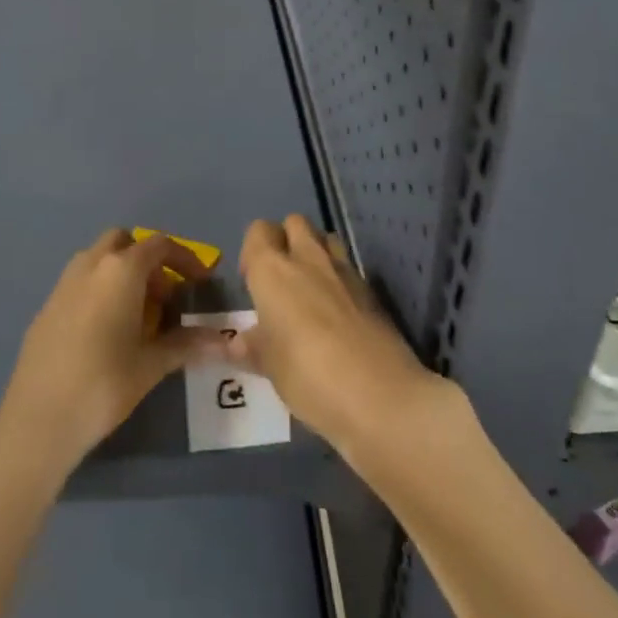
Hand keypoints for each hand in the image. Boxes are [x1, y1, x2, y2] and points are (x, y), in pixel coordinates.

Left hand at [0, 229, 221, 484]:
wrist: (38, 418)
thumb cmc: (104, 384)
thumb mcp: (151, 364)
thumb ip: (186, 344)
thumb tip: (222, 340)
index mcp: (120, 270)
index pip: (159, 245)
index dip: (184, 259)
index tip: (199, 282)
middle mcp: (91, 264)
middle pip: (124, 243)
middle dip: (148, 260)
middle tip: (163, 297)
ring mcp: (64, 283)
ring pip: (99, 259)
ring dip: (122, 273)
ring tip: (138, 316)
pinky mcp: (47, 305)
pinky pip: (81, 282)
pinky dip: (100, 290)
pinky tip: (106, 332)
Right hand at [232, 215, 456, 461]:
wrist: (381, 395)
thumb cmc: (308, 376)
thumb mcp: (270, 368)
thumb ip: (252, 347)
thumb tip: (236, 343)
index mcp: (273, 270)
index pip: (258, 231)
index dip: (252, 251)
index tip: (251, 283)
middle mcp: (307, 259)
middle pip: (294, 222)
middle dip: (285, 240)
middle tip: (281, 281)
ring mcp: (344, 271)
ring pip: (325, 238)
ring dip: (315, 251)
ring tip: (309, 289)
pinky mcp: (371, 290)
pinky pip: (348, 267)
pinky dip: (338, 278)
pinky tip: (338, 313)